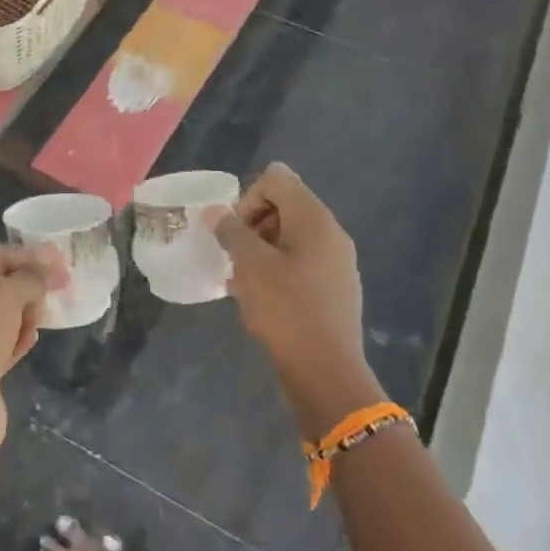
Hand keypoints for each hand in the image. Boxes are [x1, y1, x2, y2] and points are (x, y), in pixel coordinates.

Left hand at [0, 245, 63, 451]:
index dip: (28, 255)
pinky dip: (20, 340)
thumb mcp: (6, 294)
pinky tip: (30, 342)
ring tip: (40, 319)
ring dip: (27, 314)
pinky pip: (5, 346)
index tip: (61, 262)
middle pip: (1, 287)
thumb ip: (30, 278)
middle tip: (57, 290)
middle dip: (30, 285)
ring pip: (5, 317)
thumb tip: (45, 274)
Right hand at [217, 164, 378, 429]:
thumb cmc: (287, 310)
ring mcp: (336, 261)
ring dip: (260, 250)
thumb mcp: (250, 267)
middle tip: (235, 257)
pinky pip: (300, 262)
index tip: (235, 233)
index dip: (248, 198)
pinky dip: (276, 270)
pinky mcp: (334, 287)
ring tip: (241, 281)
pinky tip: (259, 299)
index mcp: (314, 218)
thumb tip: (214, 211)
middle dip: (252, 225)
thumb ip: (231, 232)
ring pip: (289, 236)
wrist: (327, 371)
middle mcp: (330, 232)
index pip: (276, 178)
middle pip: (284, 205)